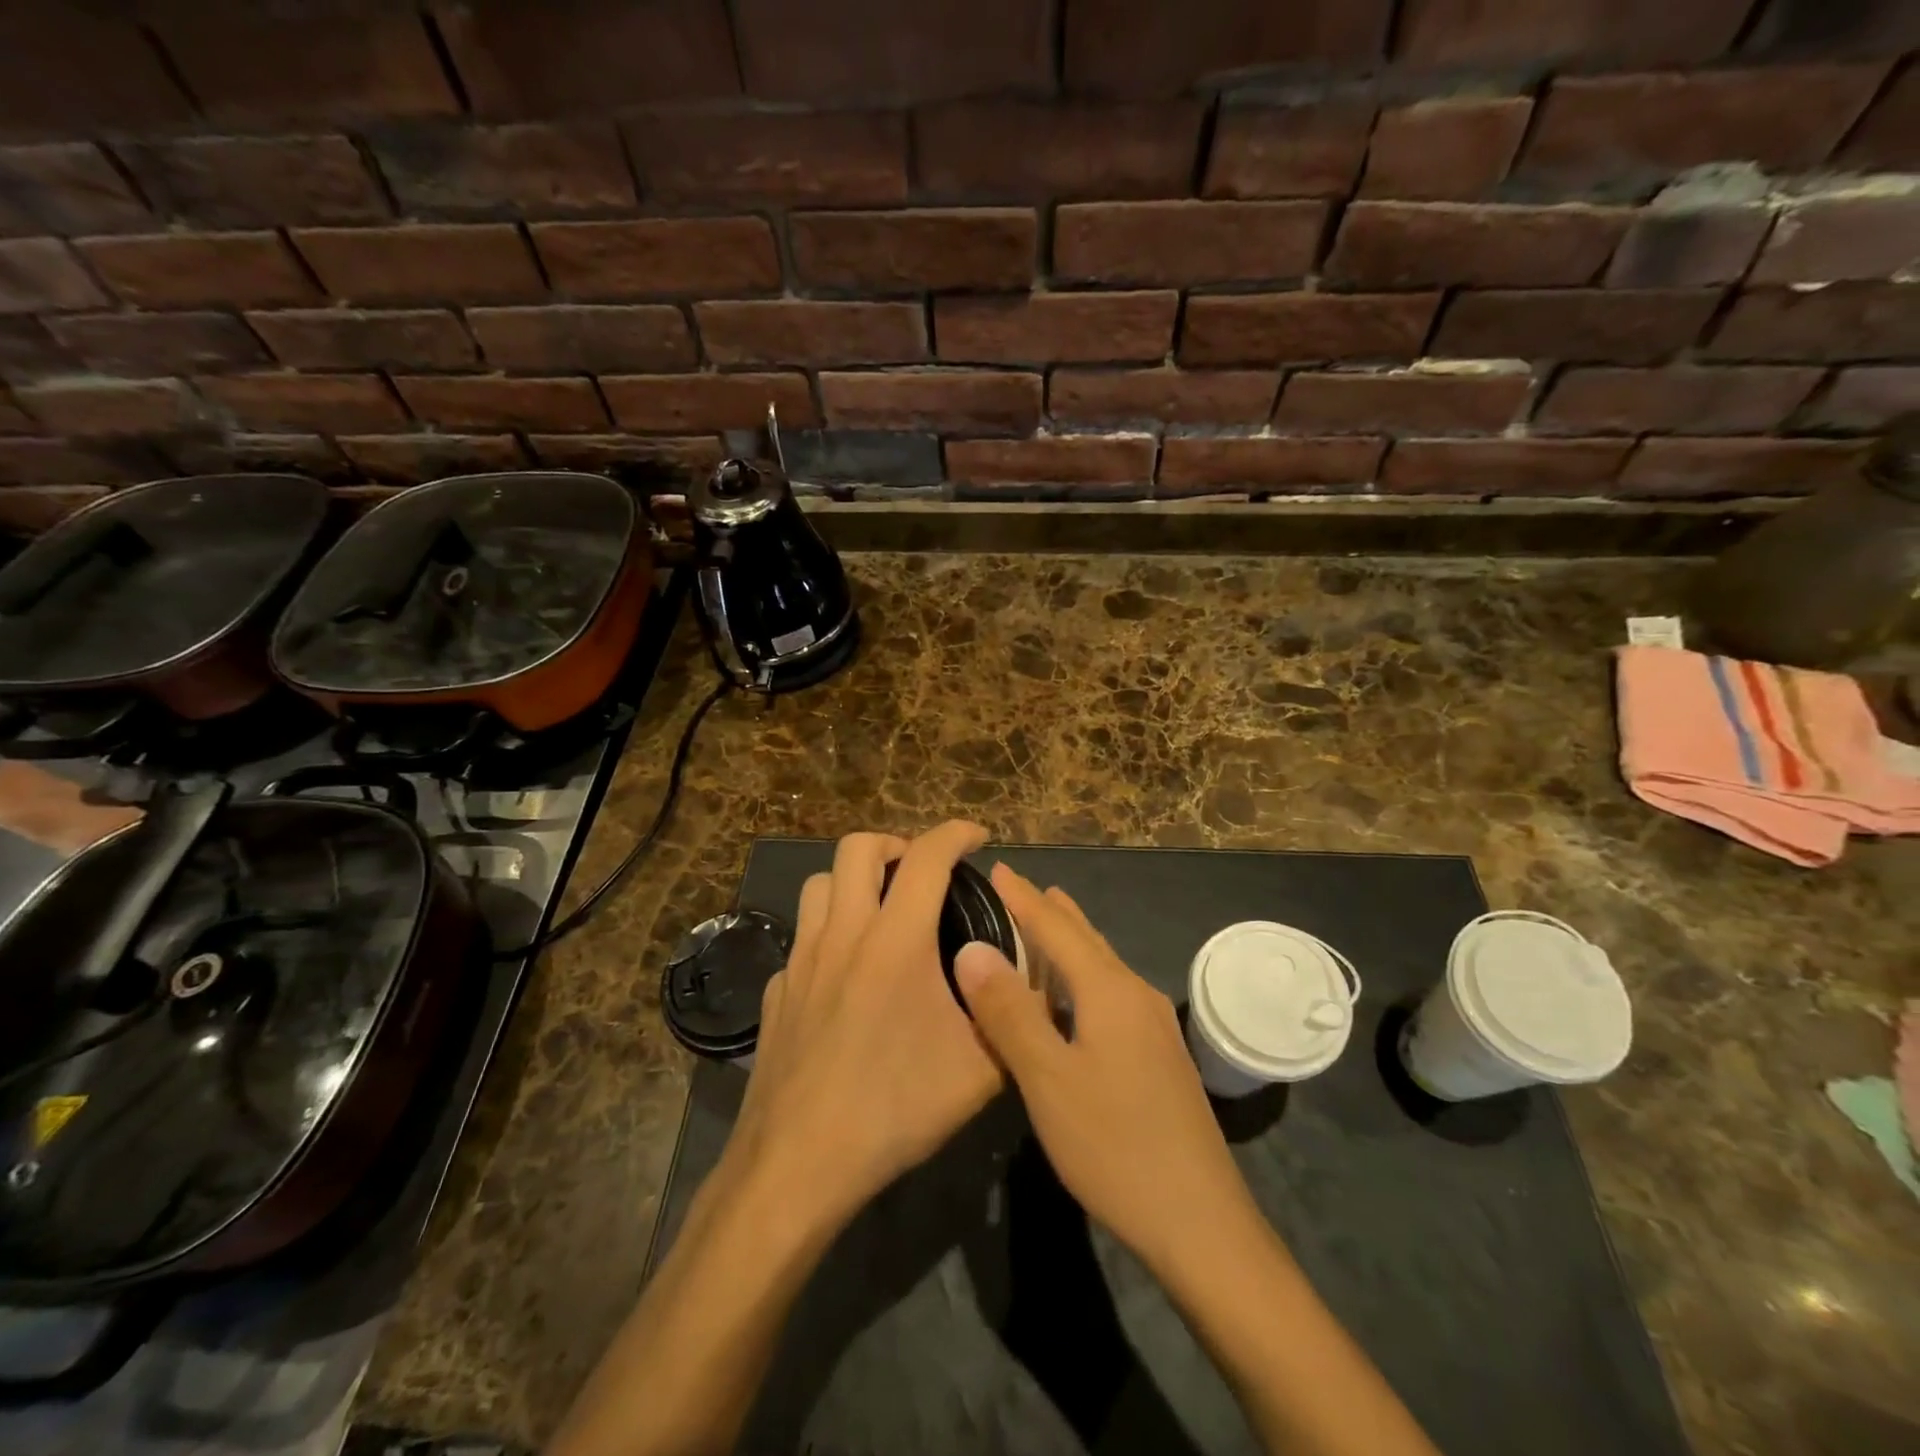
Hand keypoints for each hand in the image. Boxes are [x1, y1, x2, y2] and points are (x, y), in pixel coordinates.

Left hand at [719, 822, 1004, 1233]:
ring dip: (854, 881)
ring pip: (819, 885)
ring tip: (882, 910)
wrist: (799, 1164)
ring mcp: (801, 960)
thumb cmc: (895, 1108)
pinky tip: (845, 976)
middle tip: (923, 872)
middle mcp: (843, 934)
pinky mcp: (777, 991)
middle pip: (857, 847)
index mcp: (896, 940)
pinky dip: (829, 934)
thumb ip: (1015, 1017)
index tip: (978, 837)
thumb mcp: (981, 1070)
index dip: (957, 833)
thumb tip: (1035, 988)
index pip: (928, 855)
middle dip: (896, 843)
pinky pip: (803, 939)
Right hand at [954, 865, 1259, 1273]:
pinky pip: (1110, 994)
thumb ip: (1009, 1012)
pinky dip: (1080, 977)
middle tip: (1017, 889)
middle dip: (1049, 911)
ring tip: (1042, 927)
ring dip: (1068, 942)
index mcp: (1109, 991)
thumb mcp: (1048, 1080)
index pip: (1056, 927)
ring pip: (1101, 966)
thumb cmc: (1115, 1146)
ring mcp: (1153, 1027)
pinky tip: (1070, 999)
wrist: (1200, 1223)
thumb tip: (973, 949)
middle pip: (1085, 939)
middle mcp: (1136, 995)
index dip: (1023, 898)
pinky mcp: (1158, 1056)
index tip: (997, 868)